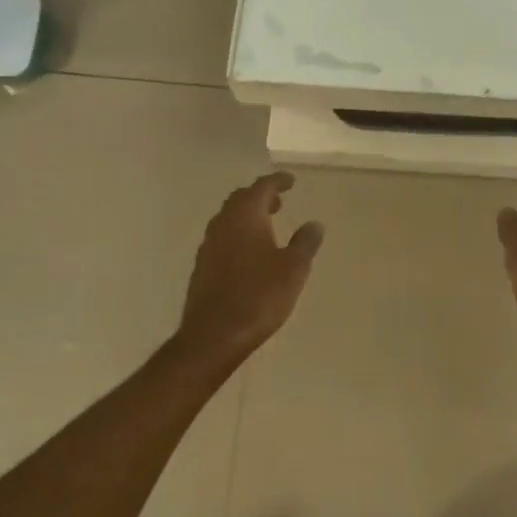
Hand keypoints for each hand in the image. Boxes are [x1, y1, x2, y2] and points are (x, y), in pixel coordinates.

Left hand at [177, 172, 323, 368]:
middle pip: (241, 199)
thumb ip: (305, 242)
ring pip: (229, 219)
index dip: (277, 181)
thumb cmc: (259, 296)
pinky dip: (237, 236)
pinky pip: (222, 239)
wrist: (213, 336)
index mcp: (245, 215)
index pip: (262, 187)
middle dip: (260, 196)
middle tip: (278, 201)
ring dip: (247, 216)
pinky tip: (248, 254)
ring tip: (266, 226)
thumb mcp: (293, 269)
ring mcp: (208, 245)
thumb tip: (314, 223)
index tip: (290, 181)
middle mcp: (223, 223)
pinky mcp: (201, 268)